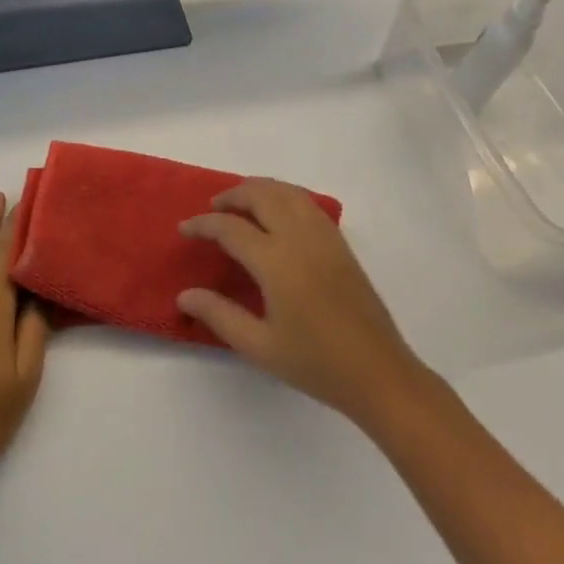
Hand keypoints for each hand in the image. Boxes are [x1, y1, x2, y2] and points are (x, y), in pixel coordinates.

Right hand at [177, 178, 426, 426]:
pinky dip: (283, 195)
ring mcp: (324, 236)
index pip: (231, 227)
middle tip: (211, 210)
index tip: (184, 229)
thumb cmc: (316, 364)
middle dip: (232, 195)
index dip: (203, 224)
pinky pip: (306, 202)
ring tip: (239, 204)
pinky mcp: (340, 243)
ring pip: (287, 191)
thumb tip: (184, 294)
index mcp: (276, 261)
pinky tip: (276, 214)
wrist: (379, 373)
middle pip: (261, 195)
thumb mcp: (259, 346)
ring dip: (258, 189)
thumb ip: (219, 315)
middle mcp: (300, 237)